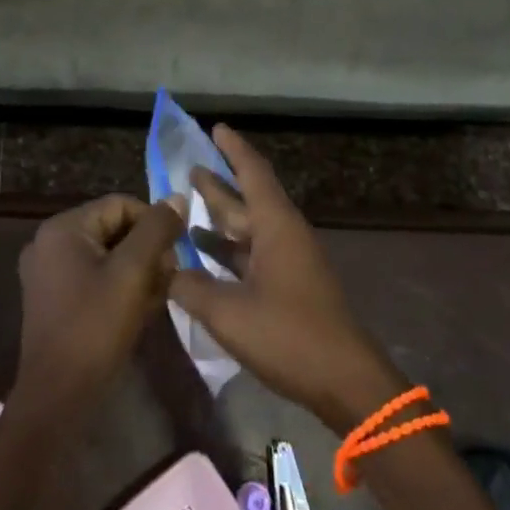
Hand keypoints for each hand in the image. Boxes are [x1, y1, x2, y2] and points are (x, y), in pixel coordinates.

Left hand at [14, 194, 185, 414]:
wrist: (58, 397)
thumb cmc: (95, 327)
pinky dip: (120, 287)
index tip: (176, 253)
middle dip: (147, 250)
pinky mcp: (54, 299)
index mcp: (63, 228)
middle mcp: (50, 243)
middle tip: (169, 278)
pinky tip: (141, 310)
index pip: (121, 205)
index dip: (154, 224)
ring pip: (107, 255)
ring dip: (138, 271)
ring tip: (159, 296)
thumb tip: (177, 198)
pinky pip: (95, 277)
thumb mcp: (133, 272)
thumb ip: (156, 230)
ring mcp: (48, 273)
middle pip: (113, 229)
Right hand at [168, 126, 406, 432]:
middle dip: (219, 183)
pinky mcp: (289, 287)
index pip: (253, 173)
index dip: (234, 149)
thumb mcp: (229, 312)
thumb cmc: (289, 335)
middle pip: (248, 198)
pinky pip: (252, 254)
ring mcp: (289, 262)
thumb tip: (163, 269)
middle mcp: (284, 235)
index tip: (216, 127)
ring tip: (187, 207)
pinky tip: (203, 256)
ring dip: (220, 218)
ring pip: (249, 228)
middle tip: (188, 167)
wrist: (345, 382)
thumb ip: (191, 286)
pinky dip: (227, 250)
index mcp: (276, 226)